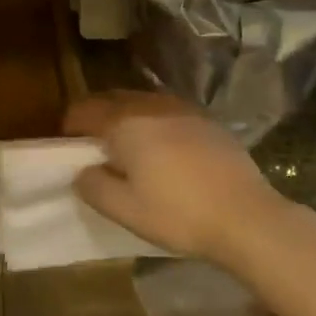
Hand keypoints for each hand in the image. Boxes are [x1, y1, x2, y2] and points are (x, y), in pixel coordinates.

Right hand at [65, 91, 292, 263]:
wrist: (247, 217)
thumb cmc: (178, 213)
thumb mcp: (125, 210)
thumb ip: (94, 186)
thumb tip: (82, 172)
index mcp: (125, 122)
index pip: (85, 109)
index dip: (70, 125)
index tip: (67, 145)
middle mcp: (151, 105)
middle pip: (113, 99)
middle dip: (97, 117)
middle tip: (93, 146)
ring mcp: (183, 109)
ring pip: (142, 103)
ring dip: (127, 118)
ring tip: (128, 148)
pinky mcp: (207, 121)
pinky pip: (168, 112)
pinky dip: (155, 123)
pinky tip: (164, 151)